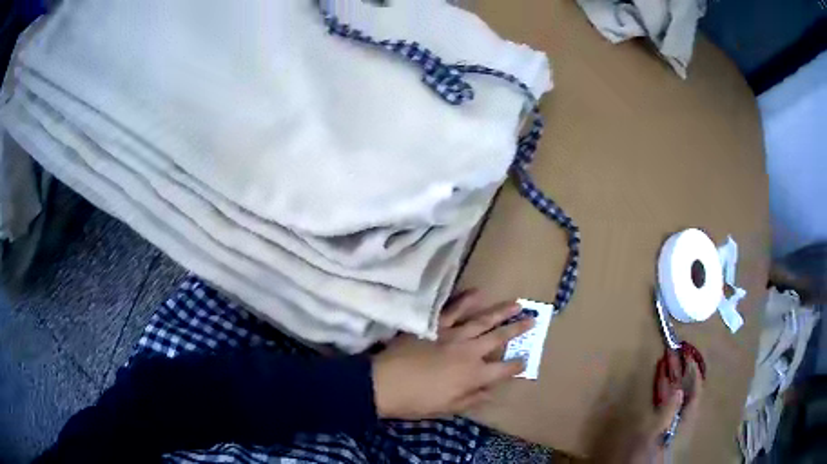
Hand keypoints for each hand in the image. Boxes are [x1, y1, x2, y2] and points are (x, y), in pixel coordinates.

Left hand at [372, 290, 533, 419]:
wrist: (384, 384)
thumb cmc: (416, 401)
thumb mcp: (447, 408)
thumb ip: (472, 398)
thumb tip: (491, 392)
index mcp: (473, 375)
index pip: (503, 369)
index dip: (516, 365)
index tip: (524, 360)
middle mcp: (469, 352)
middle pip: (499, 338)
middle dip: (518, 329)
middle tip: (533, 319)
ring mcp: (452, 335)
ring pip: (482, 320)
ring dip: (501, 311)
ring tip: (517, 303)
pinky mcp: (435, 325)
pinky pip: (452, 309)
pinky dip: (465, 299)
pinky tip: (478, 291)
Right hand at [616, 354, 703, 463]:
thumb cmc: (648, 456)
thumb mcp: (656, 434)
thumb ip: (668, 413)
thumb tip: (679, 390)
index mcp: (686, 420)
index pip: (696, 391)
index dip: (693, 372)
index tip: (689, 354)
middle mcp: (684, 420)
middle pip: (687, 392)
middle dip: (682, 373)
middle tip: (676, 354)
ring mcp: (674, 425)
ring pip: (677, 397)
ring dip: (673, 381)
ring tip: (667, 364)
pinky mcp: (664, 429)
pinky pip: (668, 404)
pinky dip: (665, 392)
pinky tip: (660, 386)